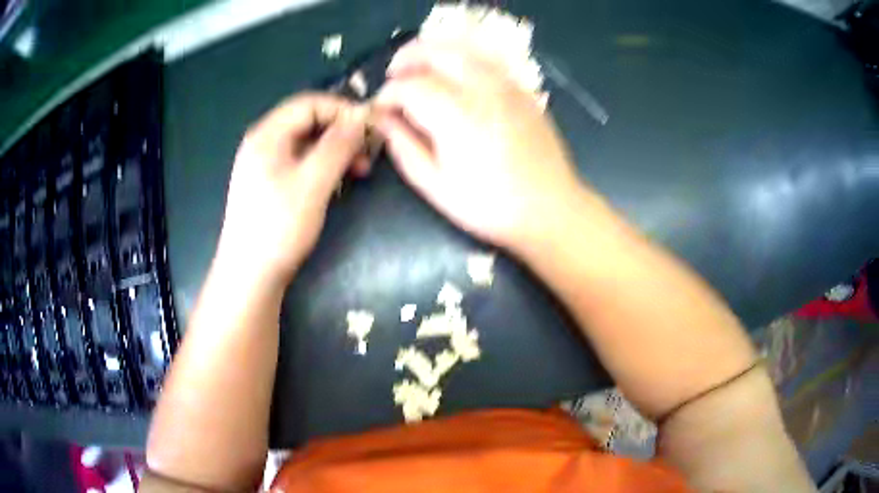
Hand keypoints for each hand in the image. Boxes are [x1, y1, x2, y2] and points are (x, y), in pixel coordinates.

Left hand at [215, 93, 368, 291]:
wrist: (249, 275)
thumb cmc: (278, 227)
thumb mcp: (312, 183)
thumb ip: (338, 145)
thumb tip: (362, 116)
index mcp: (267, 134)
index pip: (310, 103)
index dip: (343, 110)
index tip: (371, 127)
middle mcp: (264, 142)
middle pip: (308, 121)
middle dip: (342, 132)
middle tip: (367, 153)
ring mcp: (265, 164)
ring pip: (307, 142)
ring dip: (336, 150)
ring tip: (358, 171)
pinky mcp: (270, 183)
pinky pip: (301, 162)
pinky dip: (323, 166)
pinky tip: (337, 183)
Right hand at [373, 42, 587, 250]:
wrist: (550, 208)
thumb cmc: (491, 206)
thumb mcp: (436, 186)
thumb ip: (404, 147)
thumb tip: (383, 119)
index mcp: (456, 116)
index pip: (410, 86)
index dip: (388, 94)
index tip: (380, 108)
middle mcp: (481, 90)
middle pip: (437, 52)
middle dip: (407, 57)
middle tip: (393, 73)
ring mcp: (507, 85)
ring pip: (464, 48)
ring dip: (434, 50)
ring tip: (419, 65)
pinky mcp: (522, 90)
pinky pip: (488, 58)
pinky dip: (463, 56)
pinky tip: (455, 71)